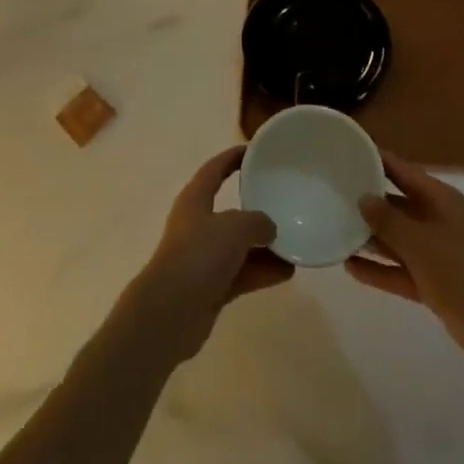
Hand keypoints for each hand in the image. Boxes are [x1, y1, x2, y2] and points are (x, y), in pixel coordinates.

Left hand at [122, 147, 293, 363]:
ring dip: (264, 244)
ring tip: (294, 240)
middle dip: (255, 206)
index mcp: (195, 199)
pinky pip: (242, 272)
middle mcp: (197, 224)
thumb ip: (257, 221)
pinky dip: (262, 271)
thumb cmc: (198, 255)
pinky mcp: (210, 287)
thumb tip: (268, 227)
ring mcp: (203, 258)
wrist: (170, 312)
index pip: (214, 169)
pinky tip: (288, 271)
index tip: (254, 151)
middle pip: (229, 209)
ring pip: (239, 245)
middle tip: (282, 200)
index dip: (232, 158)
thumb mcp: (234, 227)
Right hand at [347, 152, 463, 375]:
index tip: (350, 151)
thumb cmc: (463, 275)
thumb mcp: (421, 244)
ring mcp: (437, 254)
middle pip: (399, 205)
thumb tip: (363, 198)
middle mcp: (438, 221)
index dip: (379, 161)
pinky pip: (400, 270)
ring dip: (371, 238)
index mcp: (442, 201)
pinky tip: (350, 268)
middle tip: (334, 192)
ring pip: (397, 240)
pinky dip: (379, 270)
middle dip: (370, 202)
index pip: (404, 172)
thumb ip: (389, 221)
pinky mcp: (434, 284)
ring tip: (336, 228)